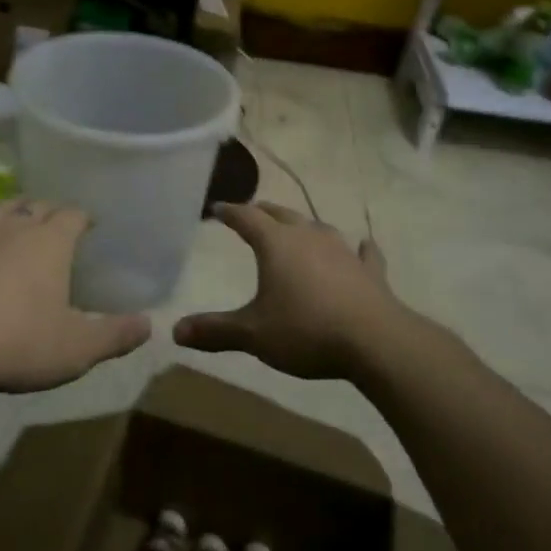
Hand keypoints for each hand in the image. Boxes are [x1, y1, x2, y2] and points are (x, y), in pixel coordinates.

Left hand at [0, 199, 151, 395]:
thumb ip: (116, 335)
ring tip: (15, 223)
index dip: (83, 217)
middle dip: (49, 211)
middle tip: (56, 223)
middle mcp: (11, 227)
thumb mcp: (77, 349)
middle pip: (35, 205)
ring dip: (10, 213)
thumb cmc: (16, 343)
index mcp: (49, 242)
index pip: (73, 214)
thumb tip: (150, 324)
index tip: (89, 224)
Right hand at [173, 203, 419, 380]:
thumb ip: (215, 331)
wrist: (375, 341)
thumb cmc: (306, 330)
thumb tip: (175, 332)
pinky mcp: (370, 272)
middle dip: (263, 212)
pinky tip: (363, 246)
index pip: (246, 218)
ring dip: (304, 227)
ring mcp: (343, 251)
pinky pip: (363, 254)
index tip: (217, 209)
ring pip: (318, 228)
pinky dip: (359, 250)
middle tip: (251, 214)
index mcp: (276, 244)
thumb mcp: (253, 334)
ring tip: (296, 229)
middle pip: (281, 215)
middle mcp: (308, 237)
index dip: (230, 213)